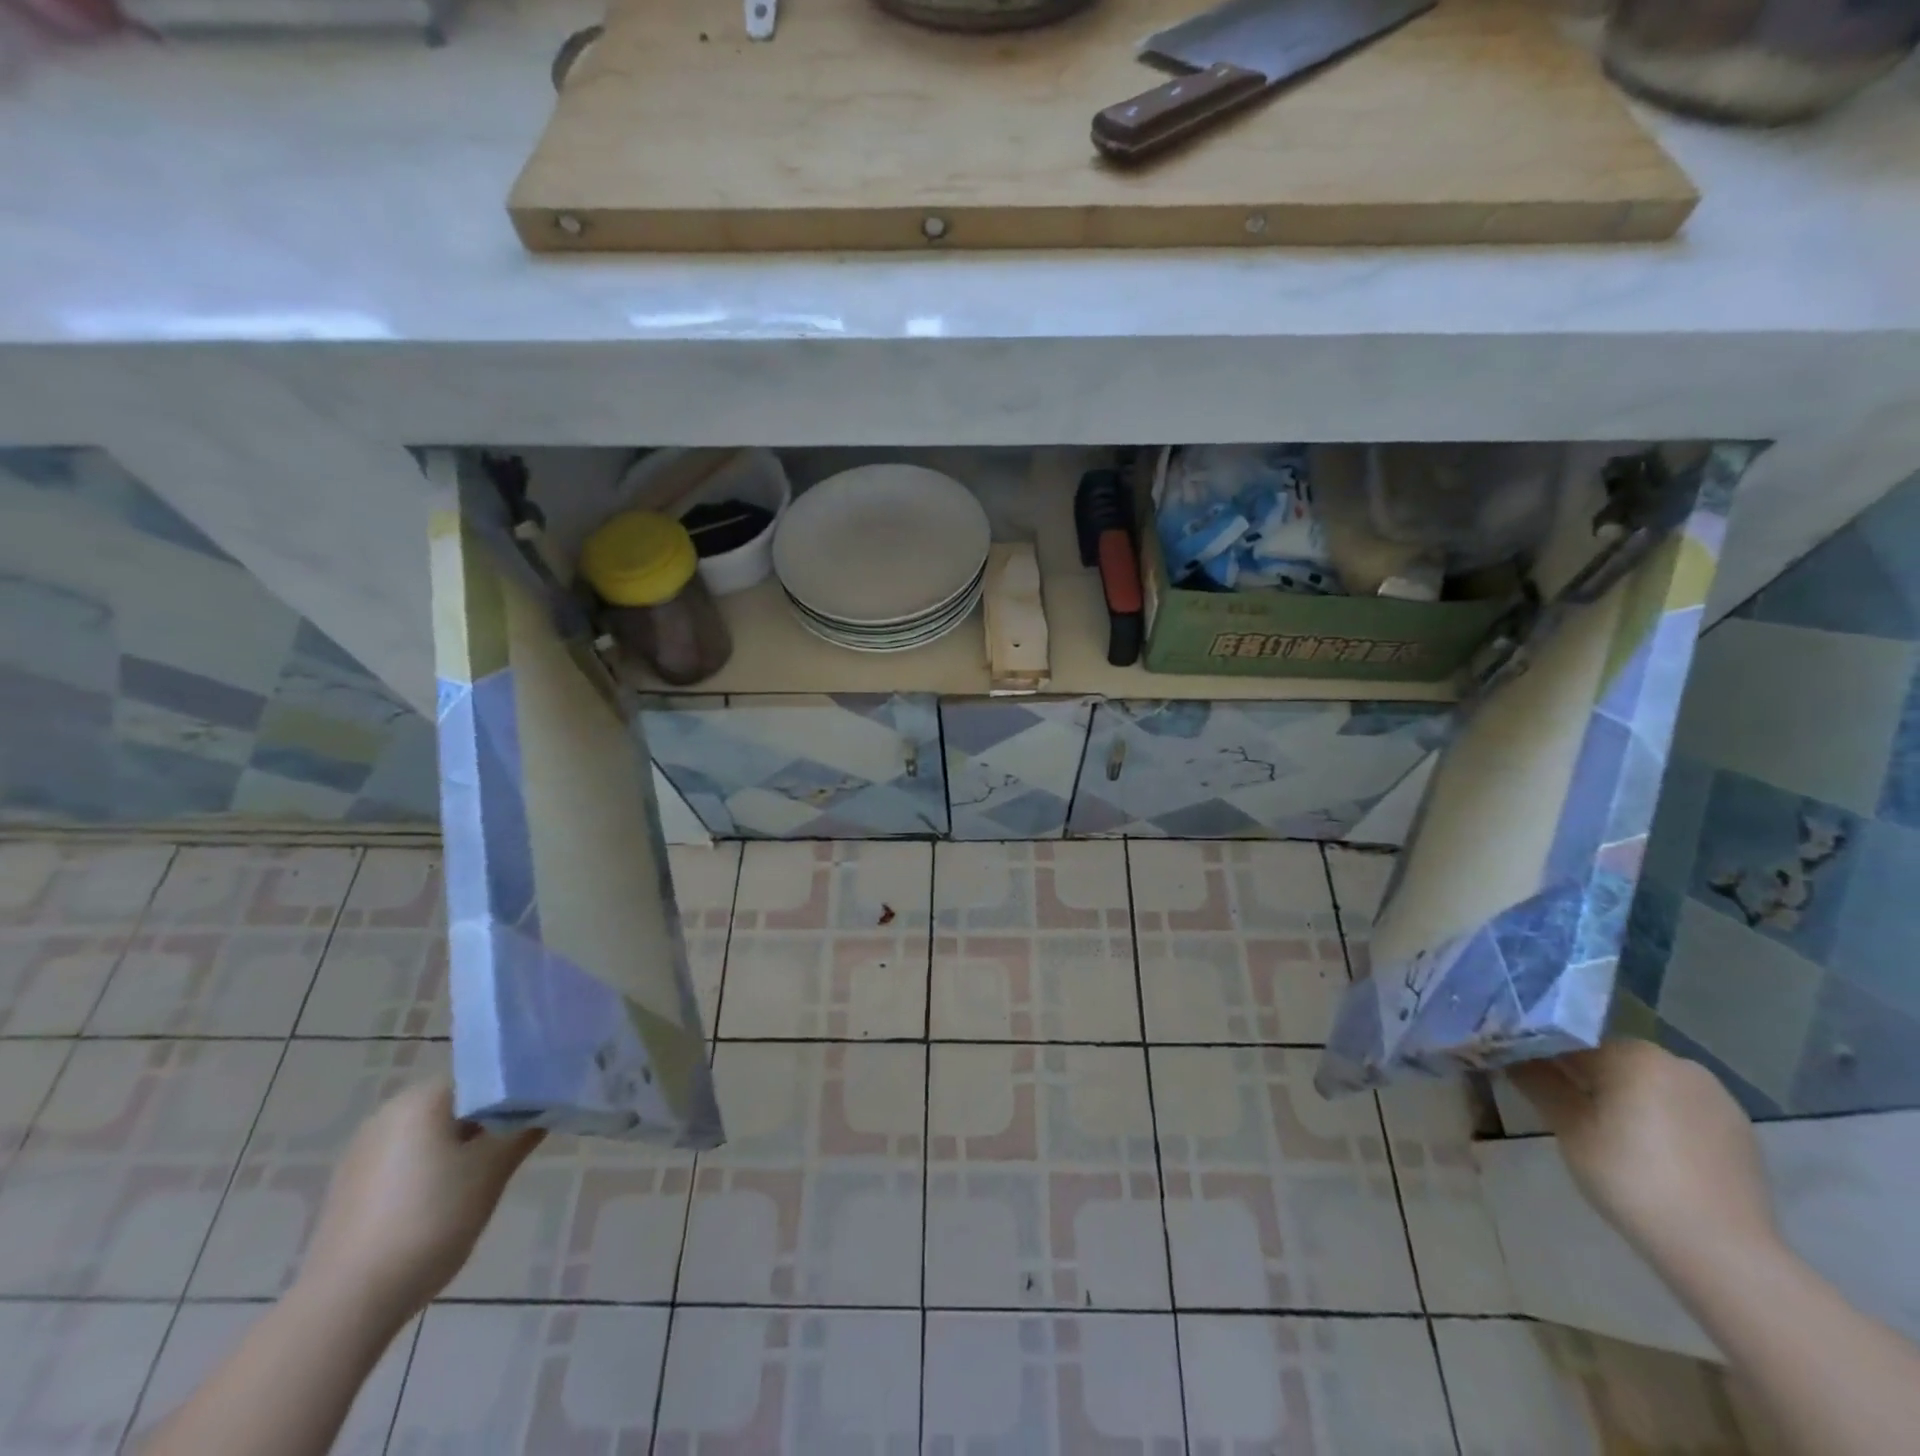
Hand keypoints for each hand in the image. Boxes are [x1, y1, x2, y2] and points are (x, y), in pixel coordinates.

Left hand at [297, 1078, 541, 1326]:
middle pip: (456, 1101)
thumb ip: (524, 1129)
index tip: (542, 1103)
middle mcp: (388, 1113)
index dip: (516, 1085)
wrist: (346, 1303)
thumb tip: (550, 1103)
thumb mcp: (492, 1171)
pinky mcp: (352, 1186)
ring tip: (490, 1169)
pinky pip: (407, 1158)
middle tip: (522, 1137)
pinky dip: (434, 1166)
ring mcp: (364, 1151)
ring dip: (464, 1142)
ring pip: (432, 1131)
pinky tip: (449, 1197)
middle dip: (491, 1116)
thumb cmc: (430, 1220)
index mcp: (420, 1098)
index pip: (482, 1073)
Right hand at [1508, 1039, 1777, 1264]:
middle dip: (1586, 1079)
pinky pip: (1682, 1111)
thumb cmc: (1630, 1177)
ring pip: (1649, 1085)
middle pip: (1613, 1061)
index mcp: (1635, 1054)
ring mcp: (1717, 1098)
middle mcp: (1679, 1063)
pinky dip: (1659, 1121)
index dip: (1542, 1057)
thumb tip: (1511, 1055)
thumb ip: (1538, 1081)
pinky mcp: (1740, 1132)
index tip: (1525, 1078)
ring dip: (1624, 1099)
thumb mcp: (1568, 1127)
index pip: (1572, 1041)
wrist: (1723, 1251)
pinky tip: (1650, 1154)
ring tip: (1607, 1136)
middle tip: (1564, 1111)